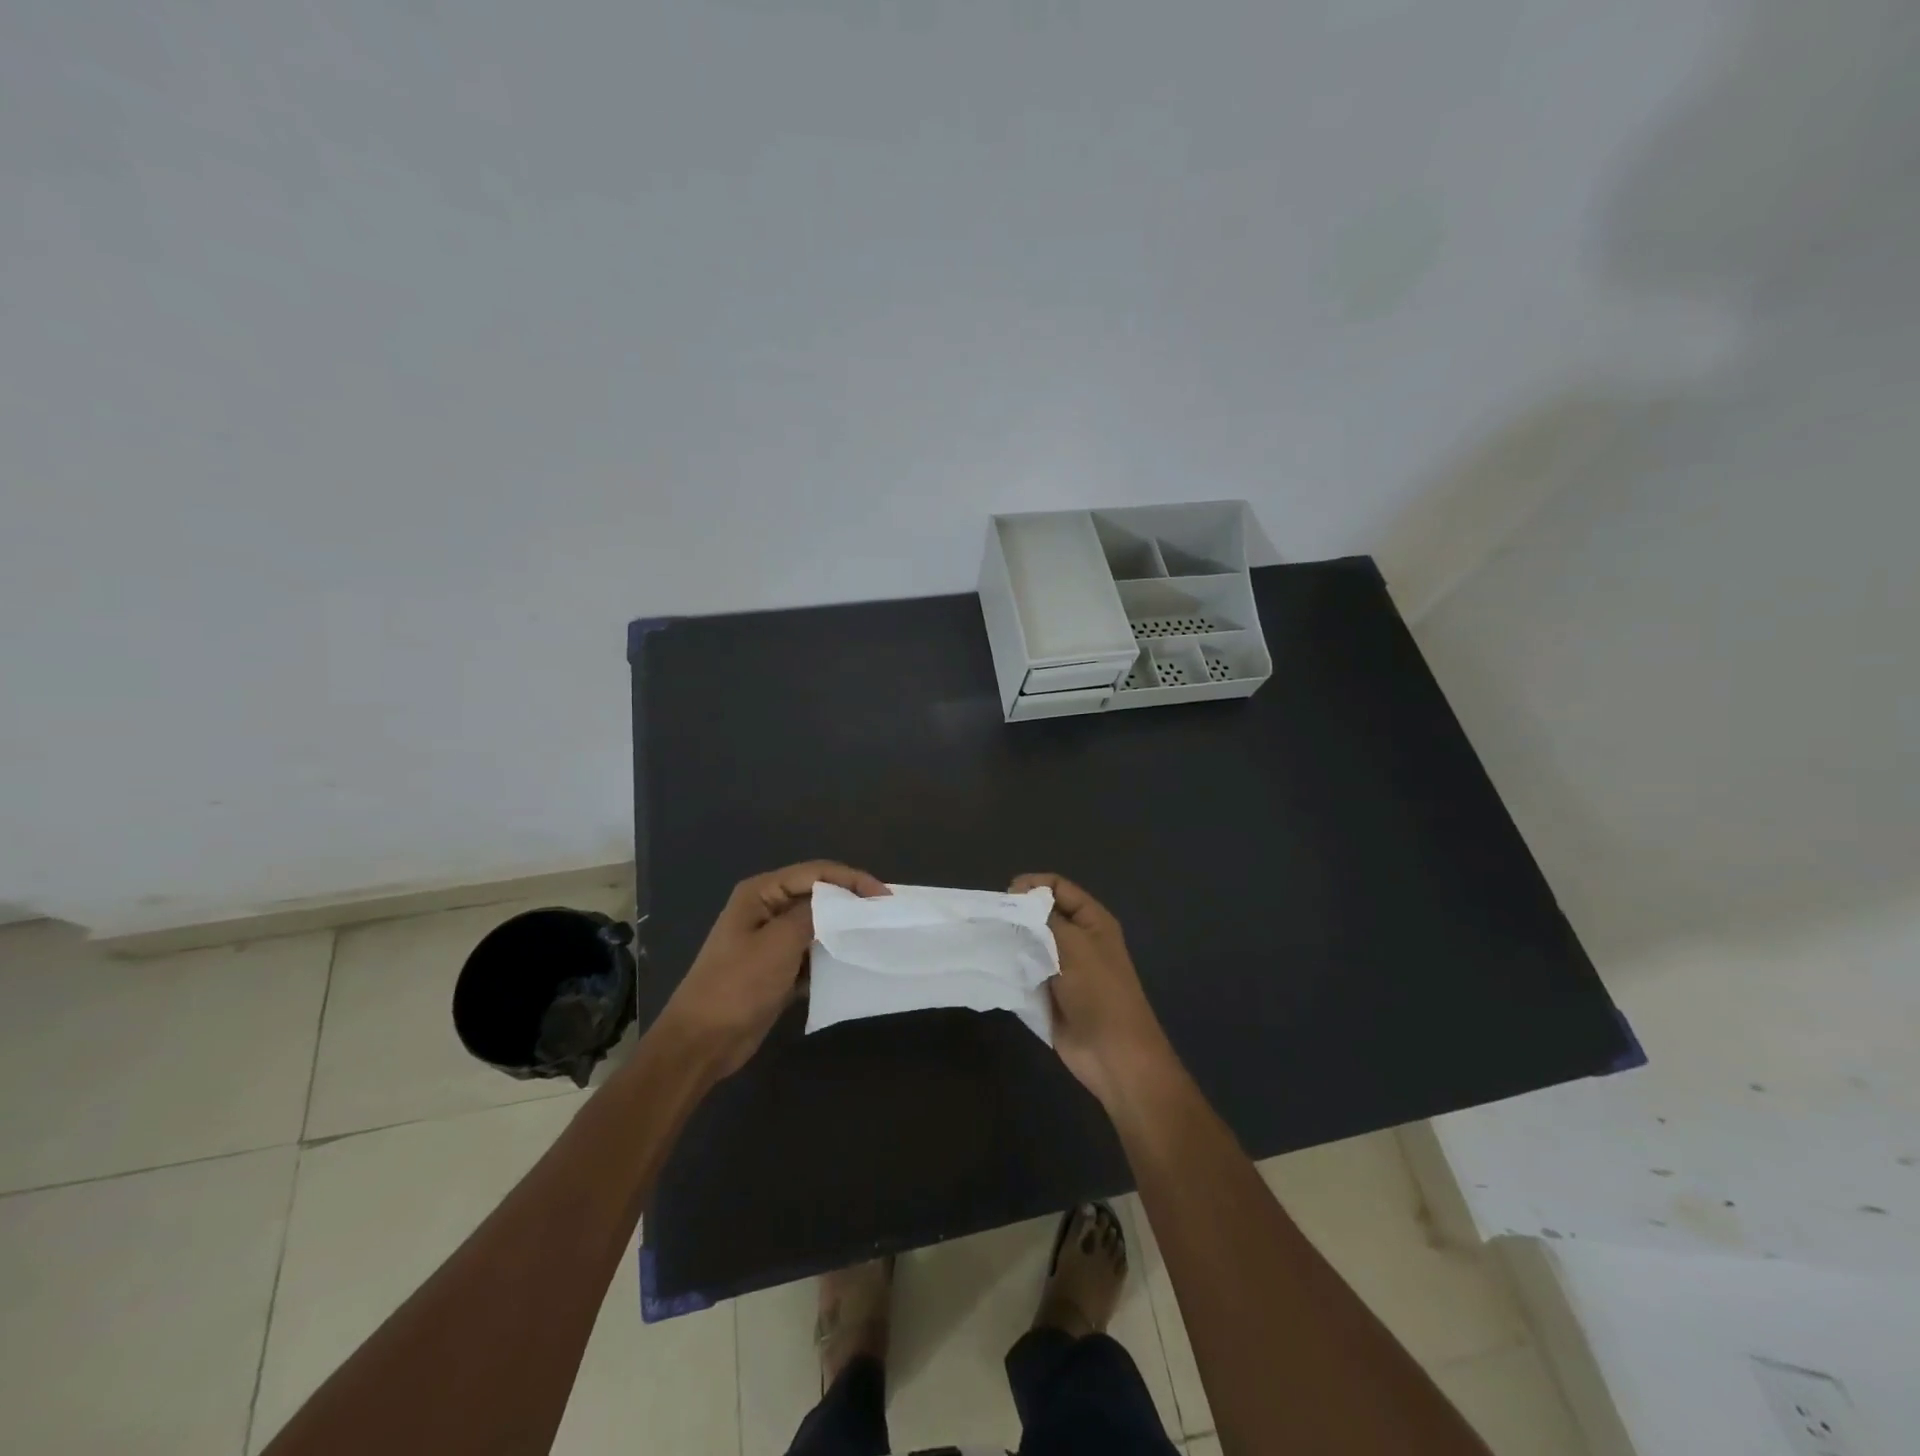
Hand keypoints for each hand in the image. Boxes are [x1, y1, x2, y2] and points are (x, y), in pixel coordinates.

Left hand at [660, 861, 887, 1077]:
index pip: (816, 872)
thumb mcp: (779, 943)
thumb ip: (814, 914)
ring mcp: (770, 940)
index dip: (852, 880)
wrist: (701, 1042)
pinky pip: (811, 954)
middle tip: (885, 916)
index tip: (884, 897)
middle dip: (850, 904)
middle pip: (817, 896)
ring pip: (816, 926)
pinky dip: (829, 958)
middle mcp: (766, 909)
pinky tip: (851, 966)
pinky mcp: (776, 969)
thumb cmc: (737, 985)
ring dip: (842, 932)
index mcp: (761, 893)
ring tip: (875, 938)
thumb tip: (843, 903)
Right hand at [1011, 873, 1176, 1108]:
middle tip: (992, 921)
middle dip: (1018, 914)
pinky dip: (1010, 966)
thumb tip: (1018, 900)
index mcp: (1092, 921)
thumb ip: (1045, 919)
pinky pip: (1025, 970)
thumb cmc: (1099, 993)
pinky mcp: (1048, 991)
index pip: (1058, 887)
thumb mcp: (1075, 946)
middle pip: (1041, 914)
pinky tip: (992, 964)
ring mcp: (1061, 967)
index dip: (1033, 886)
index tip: (1006, 896)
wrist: (1112, 1054)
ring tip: (988, 940)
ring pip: (1030, 942)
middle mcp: (1077, 939)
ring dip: (1011, 941)